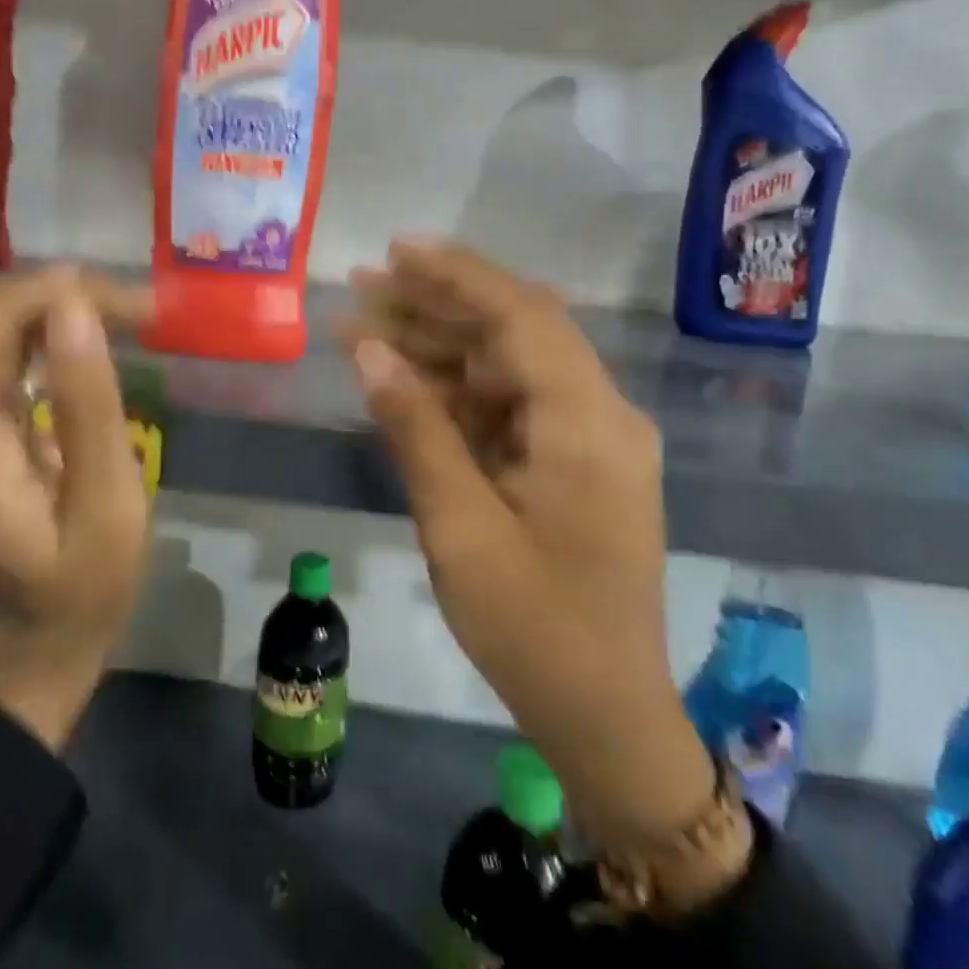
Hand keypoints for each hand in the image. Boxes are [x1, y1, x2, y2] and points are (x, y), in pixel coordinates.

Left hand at [0, 267, 151, 751]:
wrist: (41, 641)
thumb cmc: (87, 584)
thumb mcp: (108, 504)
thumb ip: (89, 408)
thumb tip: (76, 312)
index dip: (9, 304)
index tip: (87, 290)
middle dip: (29, 297)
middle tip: (111, 294)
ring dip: (34, 309)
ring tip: (108, 304)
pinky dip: (32, 333)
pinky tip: (78, 332)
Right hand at [346, 240, 717, 845]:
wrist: (604, 717)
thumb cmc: (533, 629)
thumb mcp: (460, 527)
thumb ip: (417, 428)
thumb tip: (368, 350)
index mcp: (588, 424)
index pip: (521, 317)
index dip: (457, 275)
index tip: (396, 250)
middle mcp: (600, 415)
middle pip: (513, 333)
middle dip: (436, 305)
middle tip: (363, 285)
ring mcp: (589, 440)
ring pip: (507, 368)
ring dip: (439, 346)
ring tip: (364, 325)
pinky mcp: (572, 464)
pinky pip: (509, 408)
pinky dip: (456, 392)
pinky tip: (402, 380)